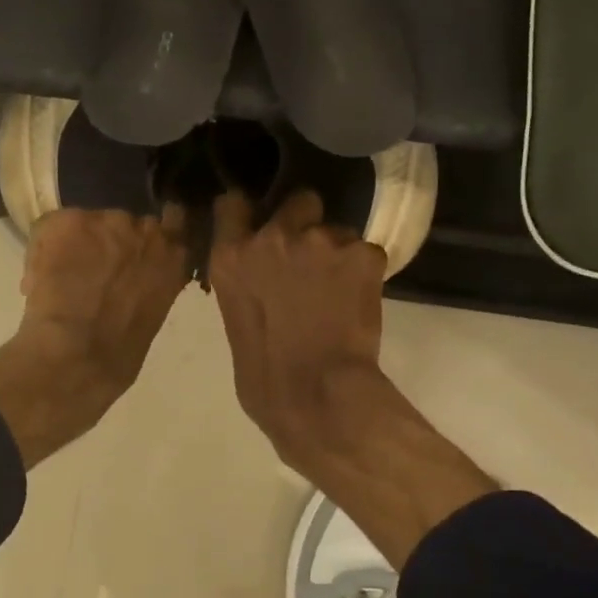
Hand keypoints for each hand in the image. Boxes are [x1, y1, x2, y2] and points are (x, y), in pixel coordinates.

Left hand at [0, 208, 189, 467]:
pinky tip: (38, 283)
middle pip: (123, 223)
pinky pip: (49, 227)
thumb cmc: (118, 356)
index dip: (149, 238)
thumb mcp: (152, 317)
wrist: (78, 357)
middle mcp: (148, 231)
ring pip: (85, 224)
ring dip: (75, 246)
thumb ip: (150, 286)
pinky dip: (40, 252)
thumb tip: (132, 278)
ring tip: (61, 280)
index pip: (175, 224)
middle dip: (107, 243)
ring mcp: (108, 224)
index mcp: (175, 258)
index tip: (133, 253)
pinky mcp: (69, 222)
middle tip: (91, 273)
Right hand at [208, 189, 387, 469]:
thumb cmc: (264, 379)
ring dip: (338, 252)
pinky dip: (365, 272)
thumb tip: (262, 278)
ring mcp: (320, 240)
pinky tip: (361, 300)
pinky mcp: (362, 254)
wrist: (317, 395)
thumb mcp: (236, 322)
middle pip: (298, 202)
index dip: (249, 210)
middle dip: (304, 222)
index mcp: (231, 257)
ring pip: (337, 230)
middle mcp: (272, 236)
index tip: (259, 220)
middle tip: (312, 259)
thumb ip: (246, 284)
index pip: (233, 204)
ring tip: (340, 291)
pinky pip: (367, 253)